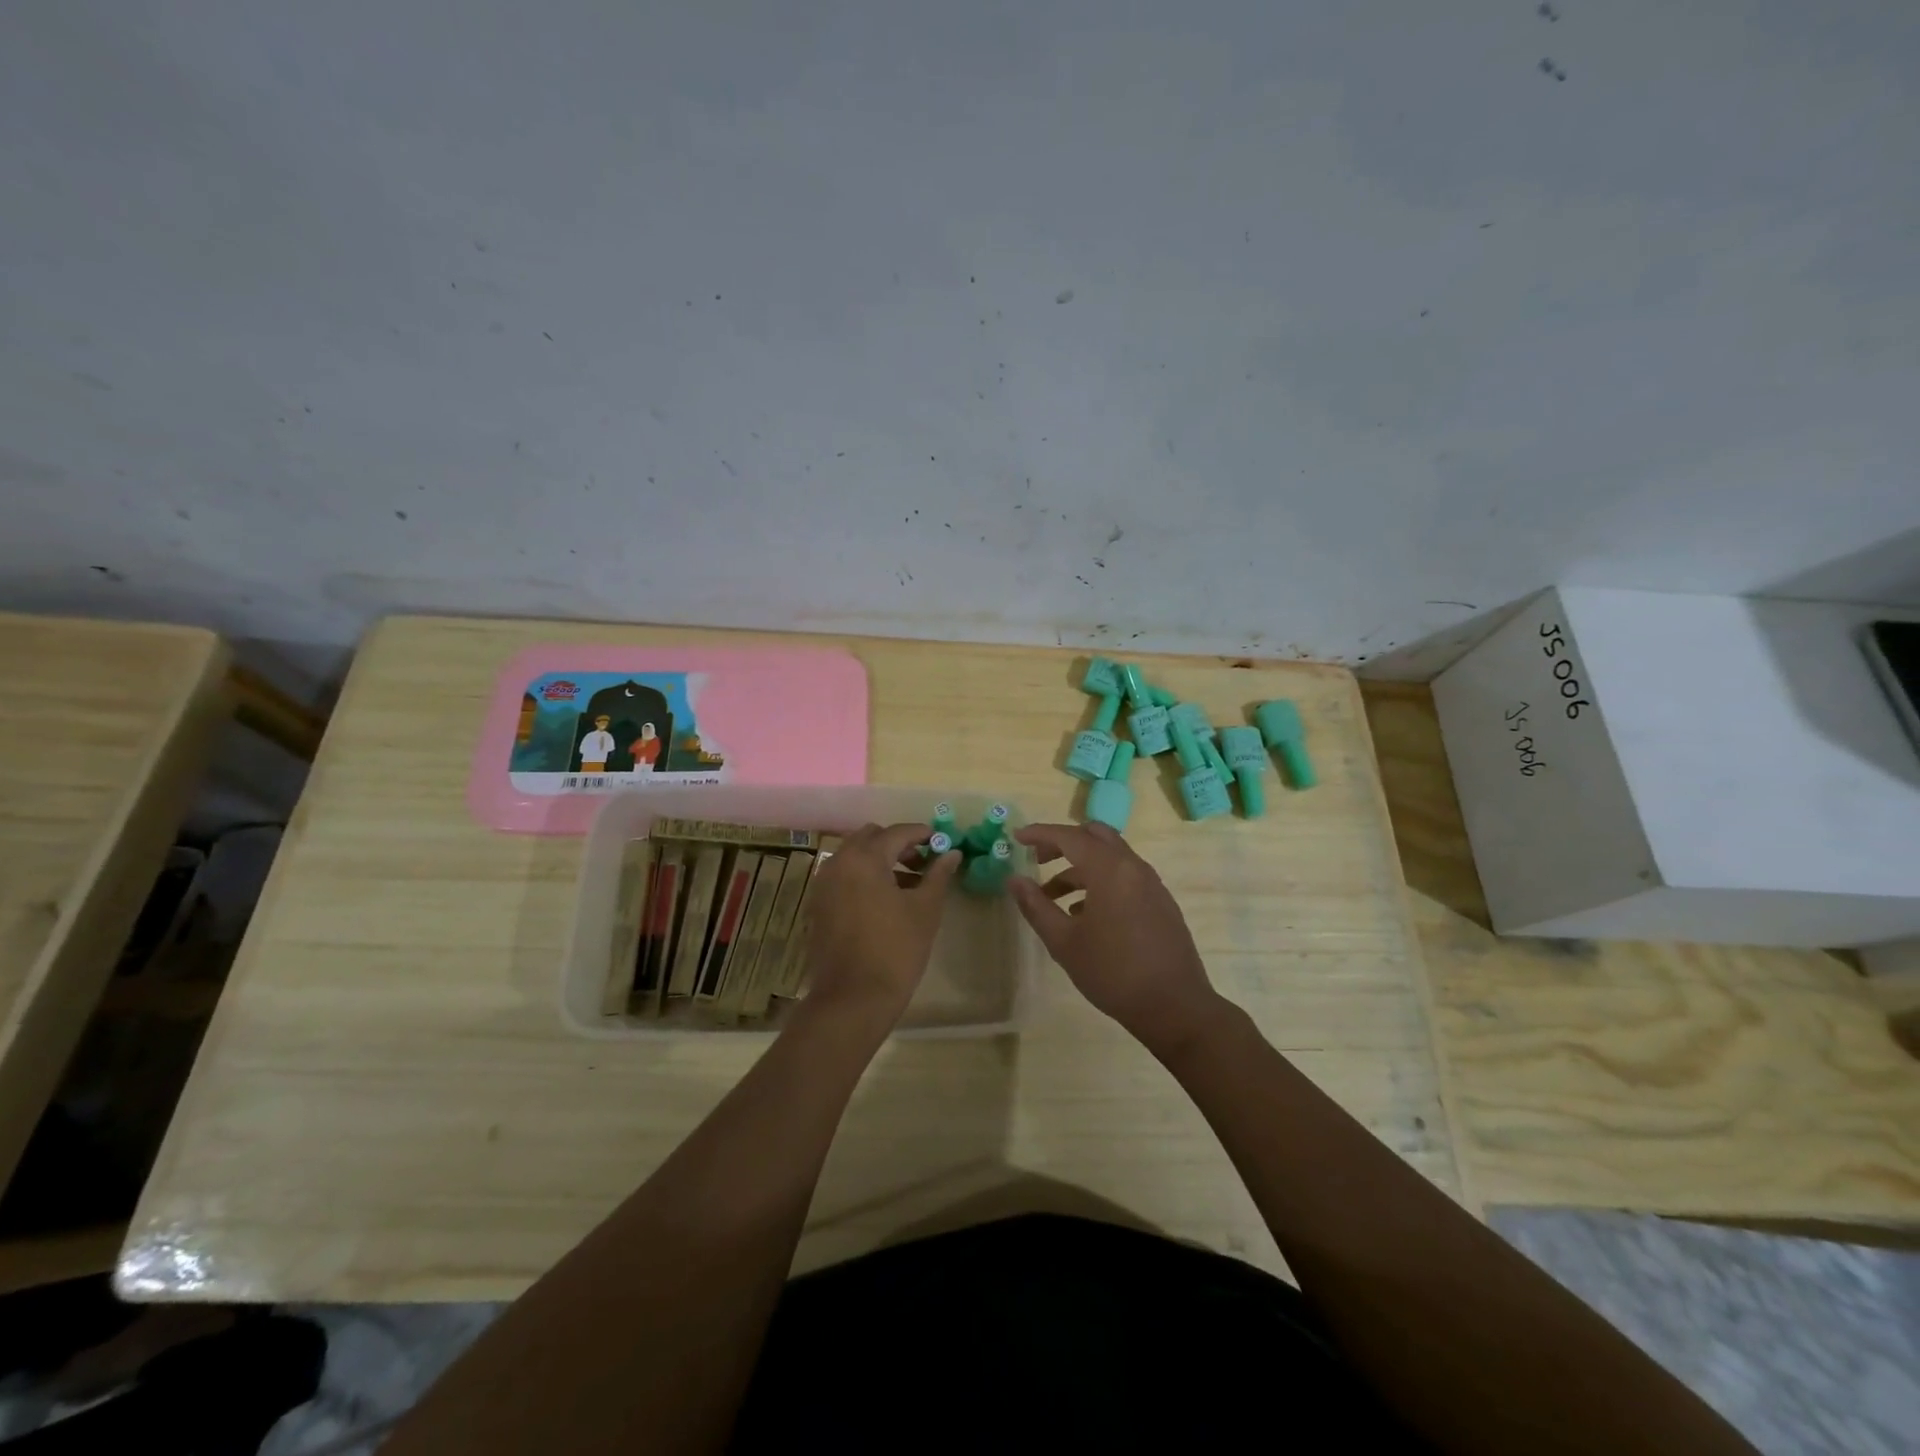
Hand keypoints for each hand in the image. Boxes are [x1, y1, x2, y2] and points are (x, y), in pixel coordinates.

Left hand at [800, 823, 960, 1031]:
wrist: (853, 998)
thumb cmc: (895, 950)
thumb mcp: (925, 910)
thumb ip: (938, 875)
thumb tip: (952, 853)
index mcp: (864, 858)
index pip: (897, 832)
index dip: (922, 834)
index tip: (942, 842)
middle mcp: (838, 863)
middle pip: (870, 837)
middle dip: (897, 843)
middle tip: (923, 862)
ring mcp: (824, 884)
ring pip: (854, 856)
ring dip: (880, 859)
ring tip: (908, 883)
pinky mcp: (818, 905)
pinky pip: (844, 876)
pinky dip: (864, 876)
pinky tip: (885, 900)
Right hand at [1009, 822, 1225, 1055]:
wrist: (1175, 1007)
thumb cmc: (1113, 972)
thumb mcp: (1064, 942)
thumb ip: (1036, 906)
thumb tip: (1015, 879)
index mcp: (1109, 870)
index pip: (1069, 837)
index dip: (1040, 834)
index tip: (1017, 838)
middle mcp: (1133, 867)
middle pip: (1095, 836)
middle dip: (1063, 842)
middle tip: (1038, 859)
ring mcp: (1151, 883)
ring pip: (1111, 857)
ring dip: (1080, 866)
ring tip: (1053, 897)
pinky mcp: (1161, 902)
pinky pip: (1125, 876)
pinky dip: (1100, 880)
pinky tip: (1084, 914)